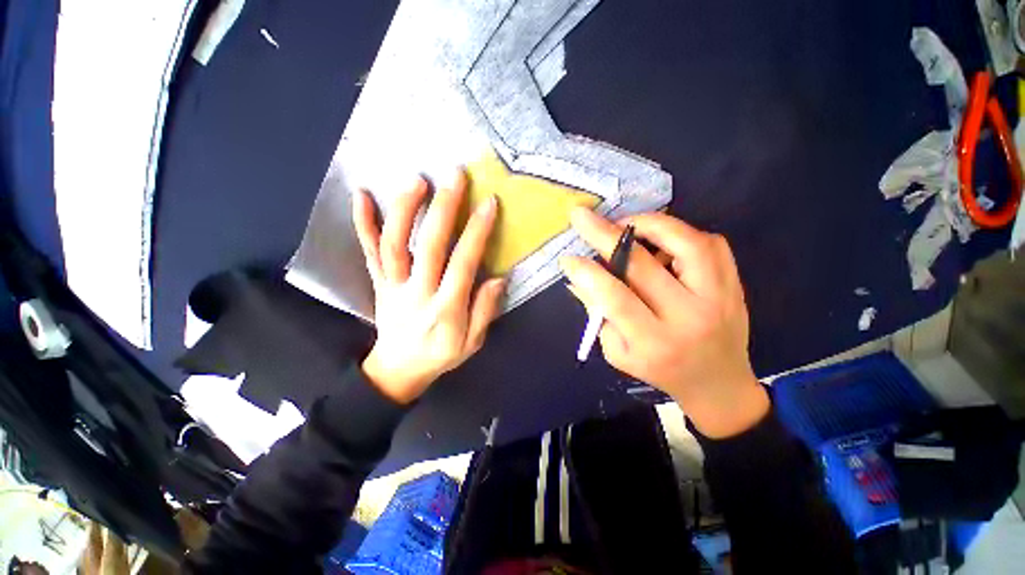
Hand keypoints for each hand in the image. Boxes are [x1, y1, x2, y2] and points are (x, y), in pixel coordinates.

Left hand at [352, 170, 506, 403]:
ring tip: (417, 180)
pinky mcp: (378, 283)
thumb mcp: (471, 342)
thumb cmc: (440, 355)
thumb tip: (498, 278)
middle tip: (455, 177)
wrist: (397, 370)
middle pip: (429, 245)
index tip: (488, 203)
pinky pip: (368, 251)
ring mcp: (393, 285)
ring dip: (405, 209)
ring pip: (395, 243)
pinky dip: (363, 223)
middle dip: (444, 208)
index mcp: (446, 308)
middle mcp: (417, 292)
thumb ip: (484, 311)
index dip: (476, 232)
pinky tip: (361, 195)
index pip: (463, 263)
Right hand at [561, 209, 768, 437]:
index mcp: (654, 342)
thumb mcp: (618, 352)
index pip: (615, 298)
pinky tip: (662, 241)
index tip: (568, 258)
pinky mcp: (734, 285)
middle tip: (582, 216)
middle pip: (643, 265)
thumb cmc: (660, 371)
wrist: (718, 384)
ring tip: (626, 223)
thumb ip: (598, 313)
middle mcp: (689, 317)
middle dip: (605, 235)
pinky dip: (681, 232)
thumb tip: (577, 278)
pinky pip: (712, 243)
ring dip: (650, 224)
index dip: (588, 273)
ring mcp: (719, 298)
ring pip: (687, 243)